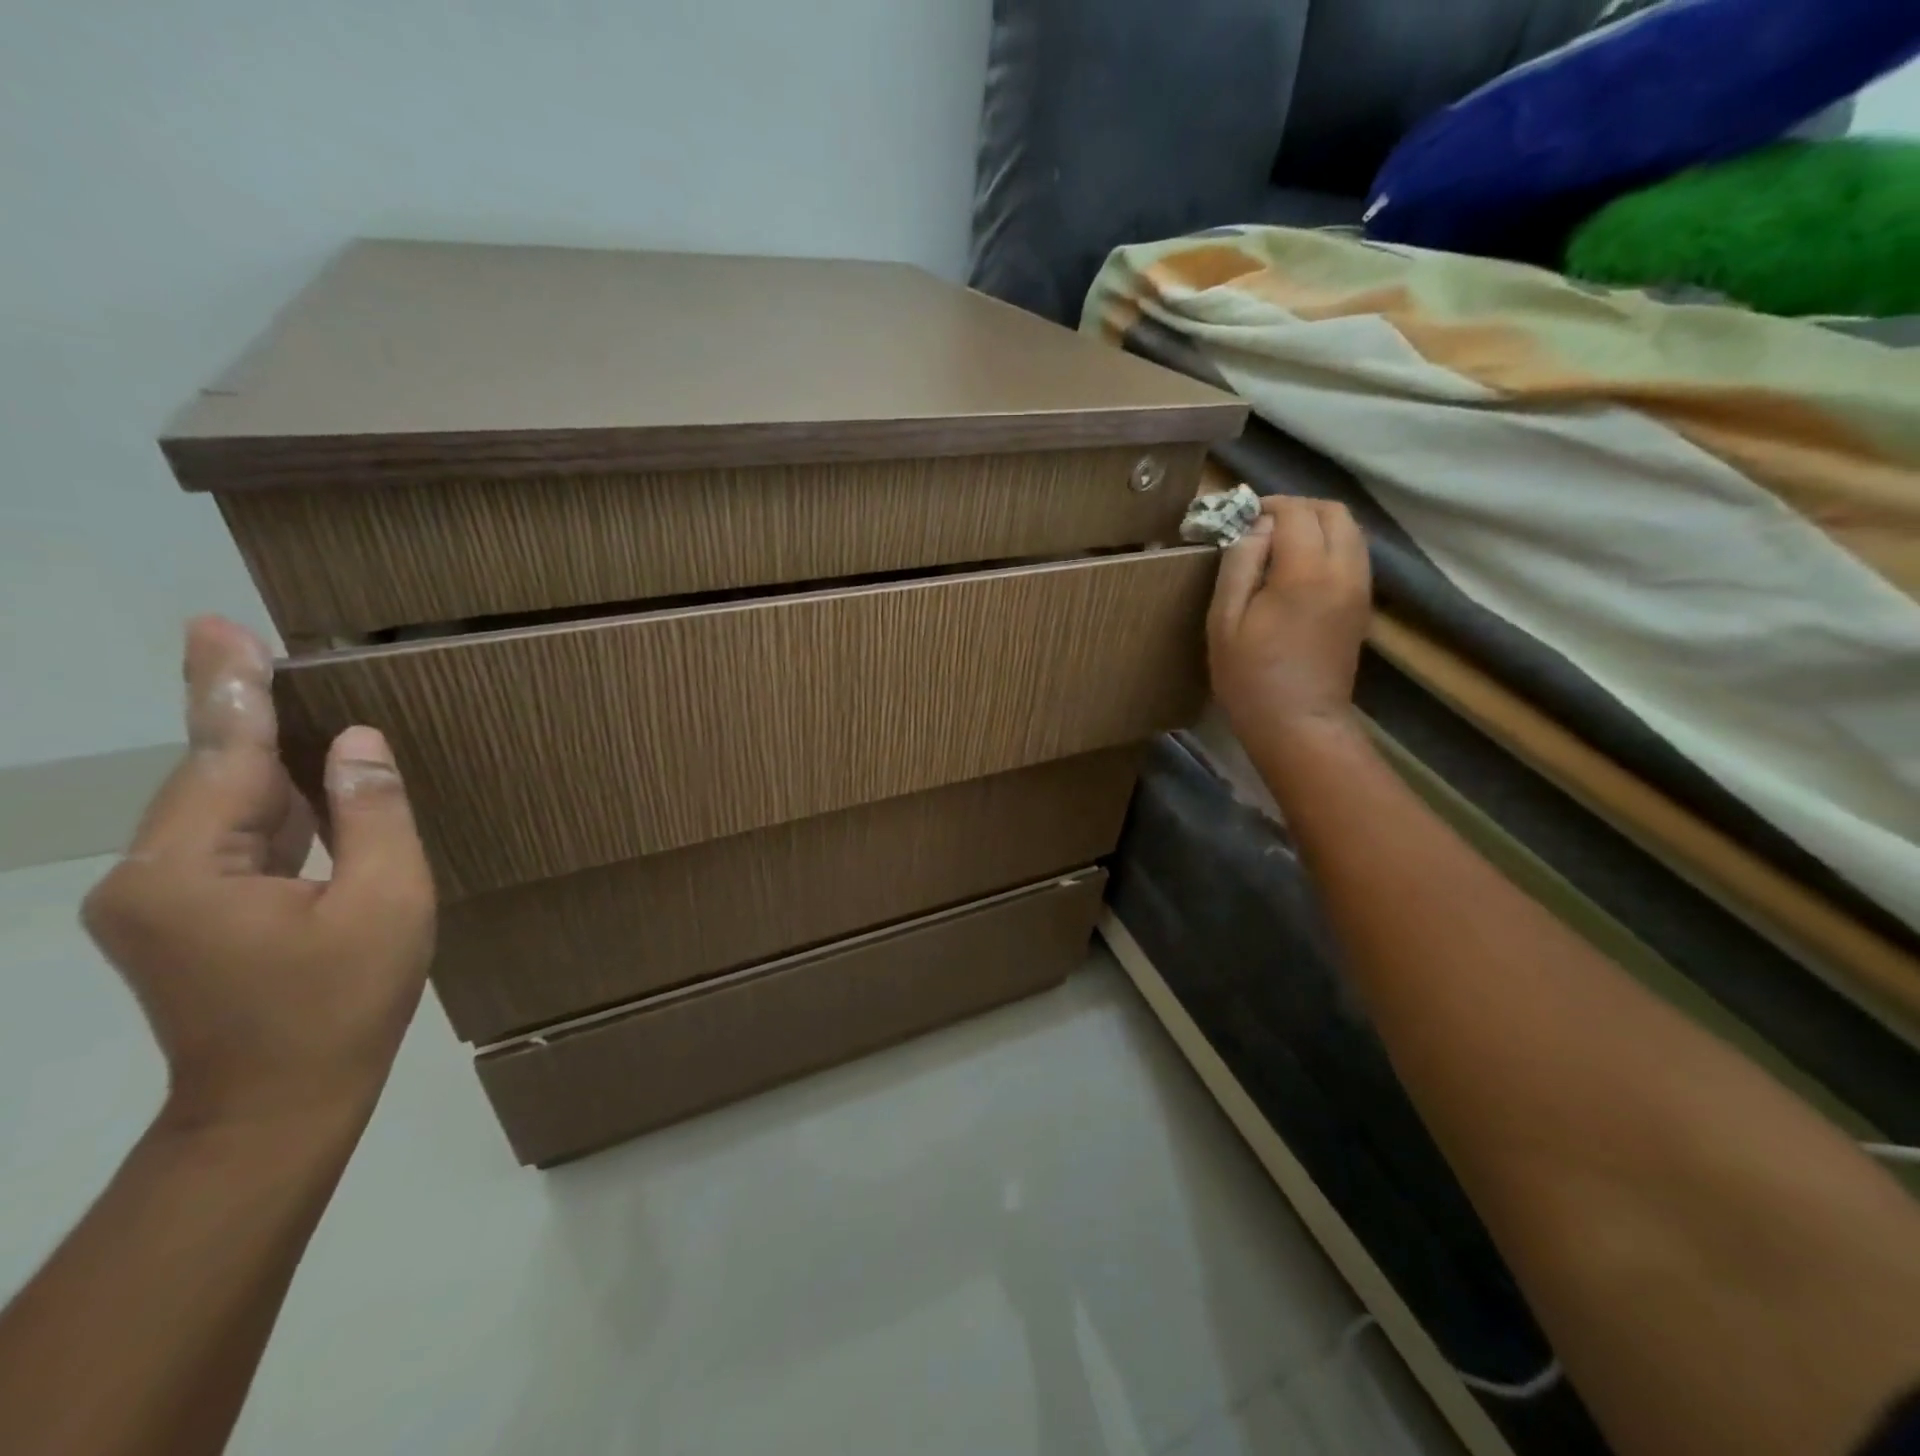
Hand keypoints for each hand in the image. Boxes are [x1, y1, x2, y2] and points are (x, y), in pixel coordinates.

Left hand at [82, 617, 436, 1132]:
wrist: (278, 1105)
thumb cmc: (342, 1003)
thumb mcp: (387, 901)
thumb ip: (373, 815)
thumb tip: (357, 743)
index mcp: (190, 870)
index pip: (222, 758)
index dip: (232, 690)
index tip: (219, 628)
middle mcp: (151, 875)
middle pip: (210, 777)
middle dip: (236, 711)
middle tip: (240, 640)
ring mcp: (161, 899)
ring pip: (222, 808)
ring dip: (258, 756)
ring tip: (281, 695)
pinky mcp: (185, 916)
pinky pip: (233, 840)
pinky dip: (269, 803)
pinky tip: (301, 775)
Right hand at [1207, 496, 1372, 749]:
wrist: (1298, 724)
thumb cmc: (1250, 677)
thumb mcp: (1225, 621)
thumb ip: (1239, 565)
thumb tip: (1254, 527)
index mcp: (1305, 572)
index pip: (1295, 512)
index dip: (1266, 506)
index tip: (1238, 518)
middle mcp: (1343, 570)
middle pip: (1332, 511)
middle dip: (1296, 508)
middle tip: (1260, 526)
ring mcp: (1359, 587)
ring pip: (1350, 530)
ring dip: (1316, 524)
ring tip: (1279, 545)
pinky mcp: (1362, 604)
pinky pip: (1354, 553)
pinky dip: (1329, 545)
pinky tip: (1298, 569)